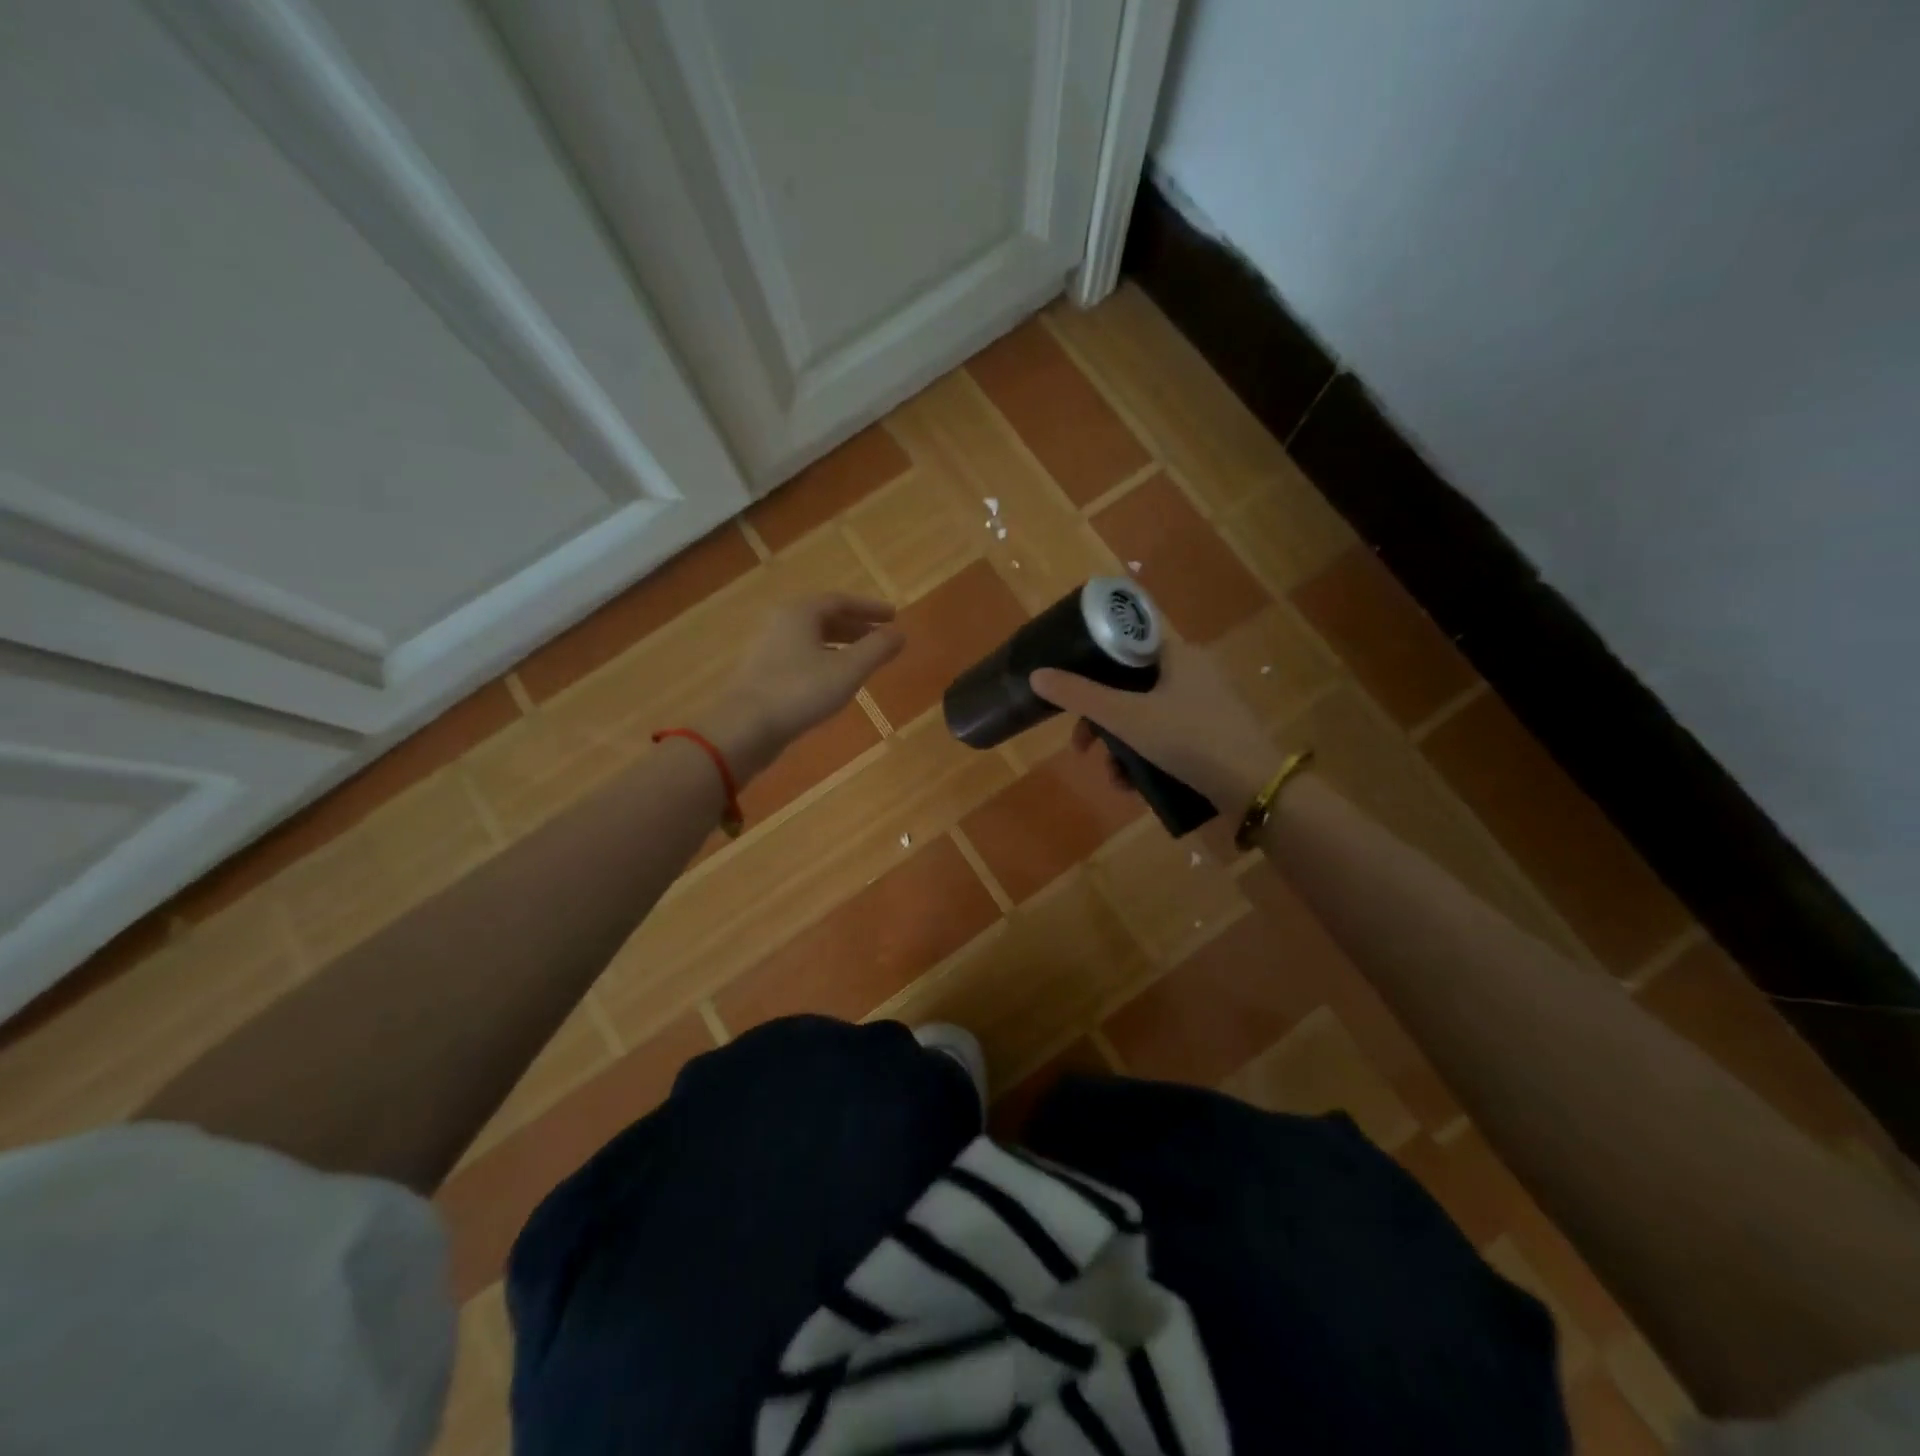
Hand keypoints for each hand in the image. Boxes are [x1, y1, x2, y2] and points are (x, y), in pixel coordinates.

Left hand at [699, 594, 902, 780]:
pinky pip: (801, 656)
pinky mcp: (763, 673)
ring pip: (812, 638)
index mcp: (800, 612)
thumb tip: (900, 634)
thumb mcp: (848, 670)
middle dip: (856, 627)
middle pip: (824, 617)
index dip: (870, 608)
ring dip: (841, 645)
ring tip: (864, 661)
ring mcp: (768, 648)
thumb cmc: (800, 691)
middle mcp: (781, 623)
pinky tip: (835, 681)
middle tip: (881, 639)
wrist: (744, 728)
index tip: (894, 617)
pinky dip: (824, 660)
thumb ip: (877, 649)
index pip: (840, 600)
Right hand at [1030, 638, 1277, 810]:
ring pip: (1145, 716)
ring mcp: (1206, 705)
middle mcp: (1193, 671)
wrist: (1254, 788)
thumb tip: (1036, 675)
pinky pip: (1166, 736)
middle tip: (1082, 747)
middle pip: (1129, 686)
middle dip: (1101, 721)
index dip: (1093, 662)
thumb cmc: (1188, 739)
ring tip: (1114, 779)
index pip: (1125, 642)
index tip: (1071, 690)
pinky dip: (1146, 757)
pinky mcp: (1213, 735)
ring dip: (1121, 747)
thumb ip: (1080, 697)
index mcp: (1178, 653)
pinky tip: (1135, 787)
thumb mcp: (1126, 718)